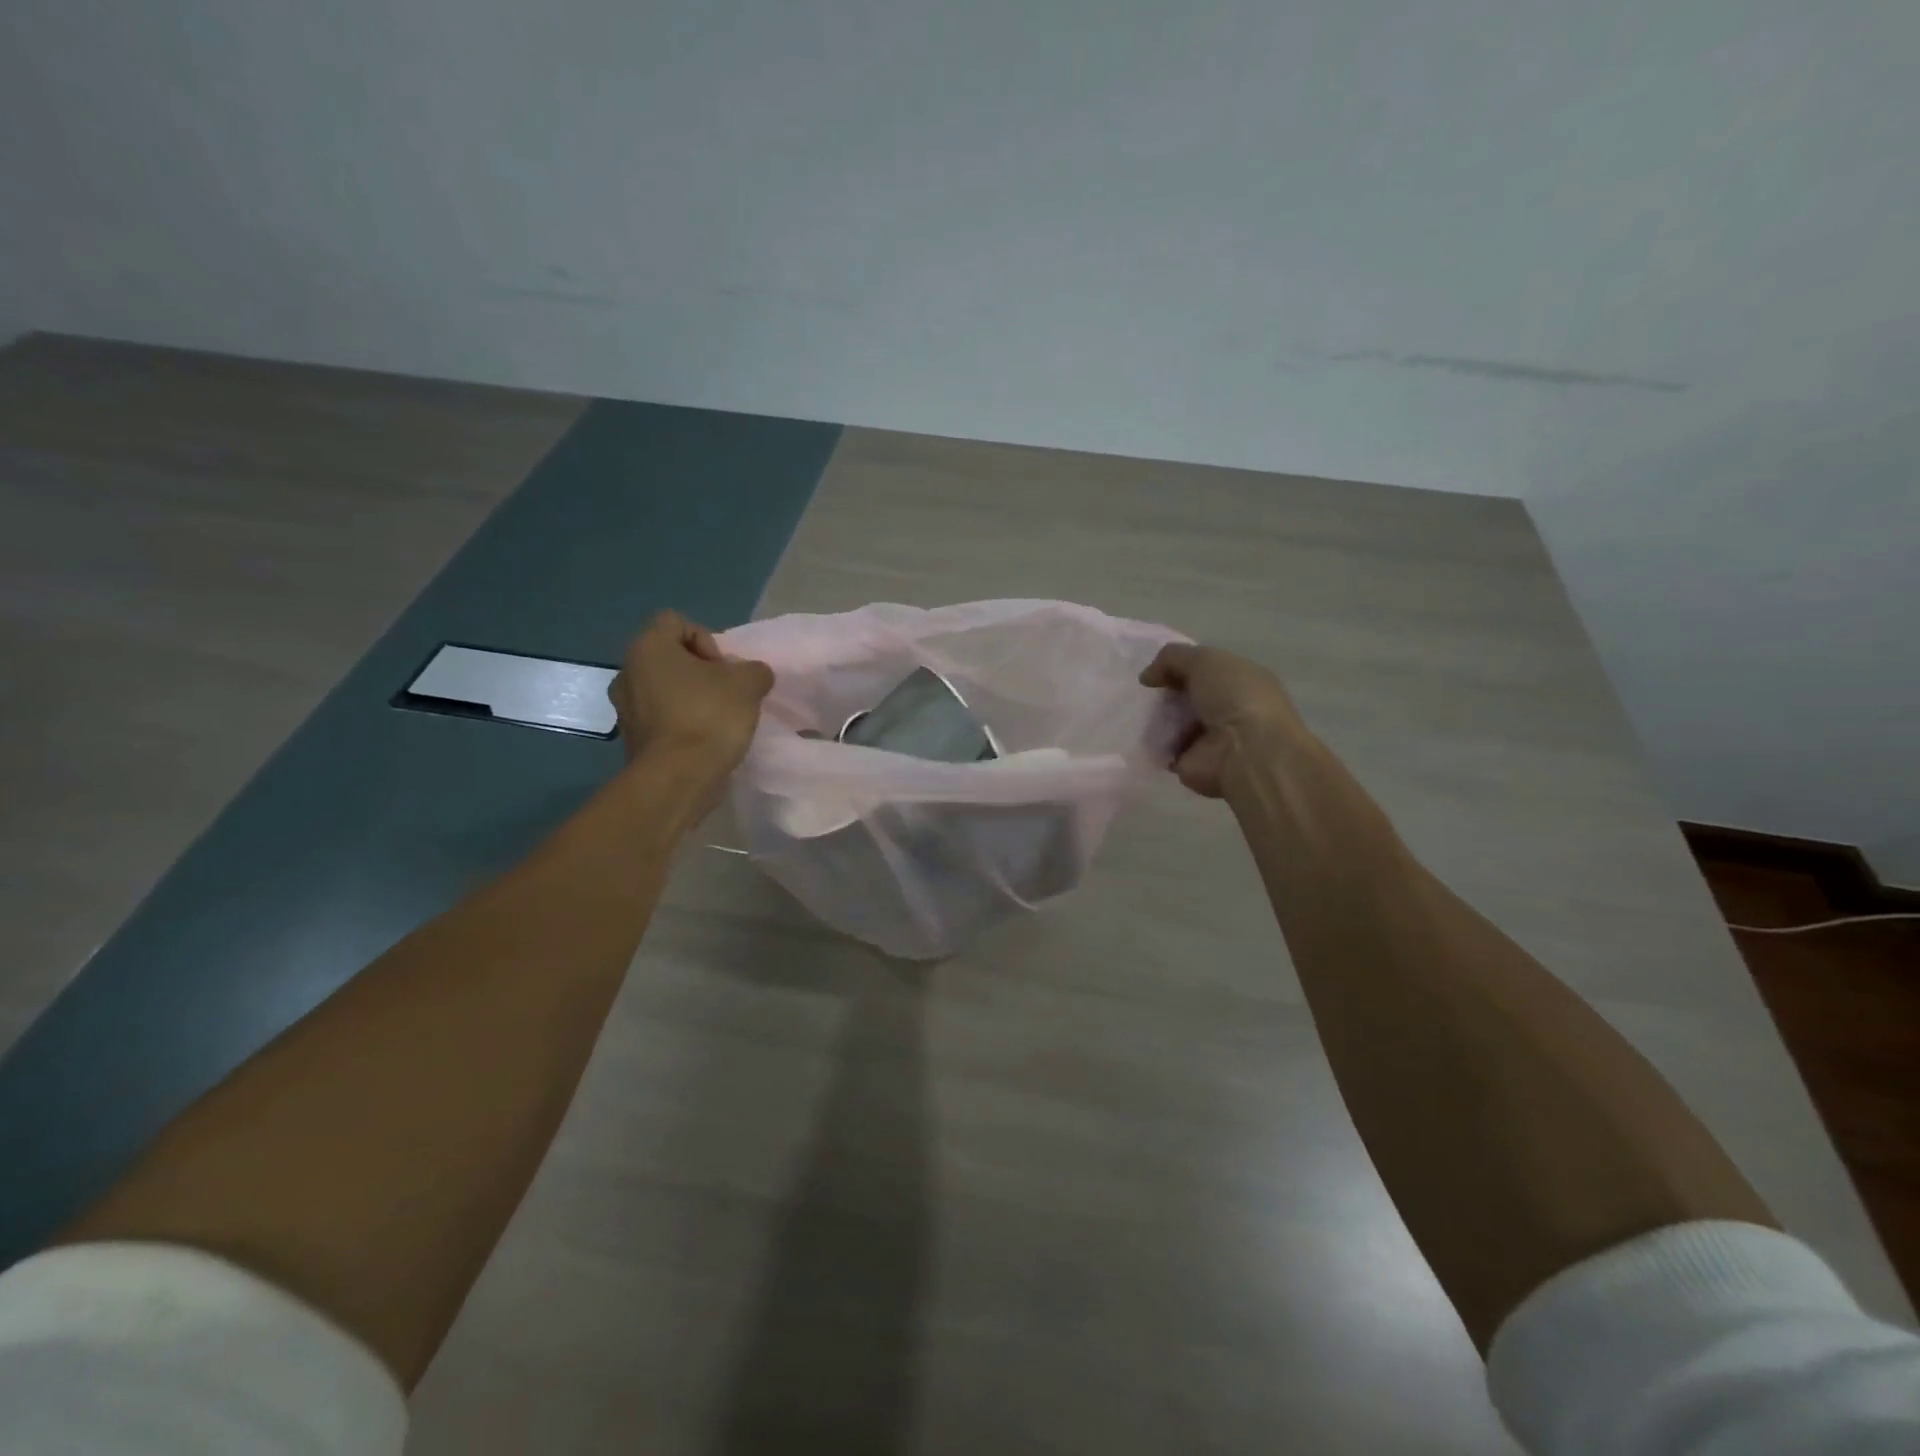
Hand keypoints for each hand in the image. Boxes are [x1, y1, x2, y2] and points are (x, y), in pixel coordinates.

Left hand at [608, 612, 773, 771]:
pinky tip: (703, 741)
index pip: (676, 622)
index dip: (706, 640)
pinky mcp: (631, 739)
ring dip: (690, 698)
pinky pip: (661, 718)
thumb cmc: (708, 717)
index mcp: (648, 647)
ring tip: (717, 720)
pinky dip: (681, 724)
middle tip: (725, 693)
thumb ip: (754, 670)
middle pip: (670, 657)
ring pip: (664, 689)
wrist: (678, 778)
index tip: (722, 669)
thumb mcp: (748, 683)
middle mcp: (627, 672)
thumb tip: (752, 675)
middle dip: (700, 672)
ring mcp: (625, 708)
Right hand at [1140, 643, 1309, 798]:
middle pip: (1188, 697)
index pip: (1206, 670)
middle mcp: (1229, 709)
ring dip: (1157, 718)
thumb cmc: (1234, 697)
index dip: (1180, 667)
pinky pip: (1164, 748)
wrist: (1244, 752)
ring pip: (1174, 722)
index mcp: (1242, 681)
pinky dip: (1153, 743)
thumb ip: (1172, 658)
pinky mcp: (1192, 763)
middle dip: (1166, 694)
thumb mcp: (1204, 659)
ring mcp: (1211, 739)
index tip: (1156, 672)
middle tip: (1147, 694)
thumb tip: (1147, 676)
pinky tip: (1144, 735)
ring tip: (1143, 714)